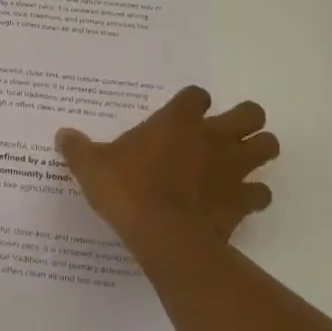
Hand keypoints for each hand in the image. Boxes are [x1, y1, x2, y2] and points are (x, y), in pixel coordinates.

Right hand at [55, 87, 277, 277]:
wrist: (163, 235)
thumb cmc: (127, 190)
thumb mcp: (91, 167)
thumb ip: (79, 149)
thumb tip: (63, 135)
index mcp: (176, 121)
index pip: (196, 95)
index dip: (192, 103)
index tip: (181, 116)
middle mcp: (212, 138)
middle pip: (251, 113)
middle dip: (244, 121)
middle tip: (222, 135)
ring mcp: (234, 169)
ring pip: (268, 147)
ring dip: (257, 152)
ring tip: (237, 164)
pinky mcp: (243, 201)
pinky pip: (261, 194)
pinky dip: (253, 197)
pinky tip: (235, 203)